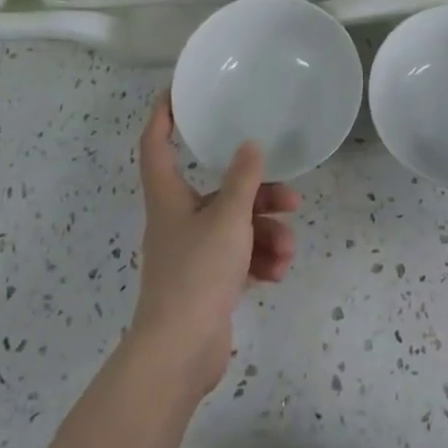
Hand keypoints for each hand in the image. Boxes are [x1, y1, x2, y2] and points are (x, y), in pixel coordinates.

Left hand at [131, 91, 299, 397]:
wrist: (179, 354)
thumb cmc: (197, 273)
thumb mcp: (228, 219)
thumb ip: (243, 180)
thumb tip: (250, 146)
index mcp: (169, 197)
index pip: (156, 145)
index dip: (163, 116)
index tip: (176, 93)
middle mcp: (178, 219)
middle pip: (218, 191)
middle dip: (257, 194)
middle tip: (290, 199)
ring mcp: (193, 253)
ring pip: (235, 227)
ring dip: (266, 234)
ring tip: (288, 250)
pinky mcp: (207, 282)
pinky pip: (238, 258)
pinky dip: (259, 260)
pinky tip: (278, 272)